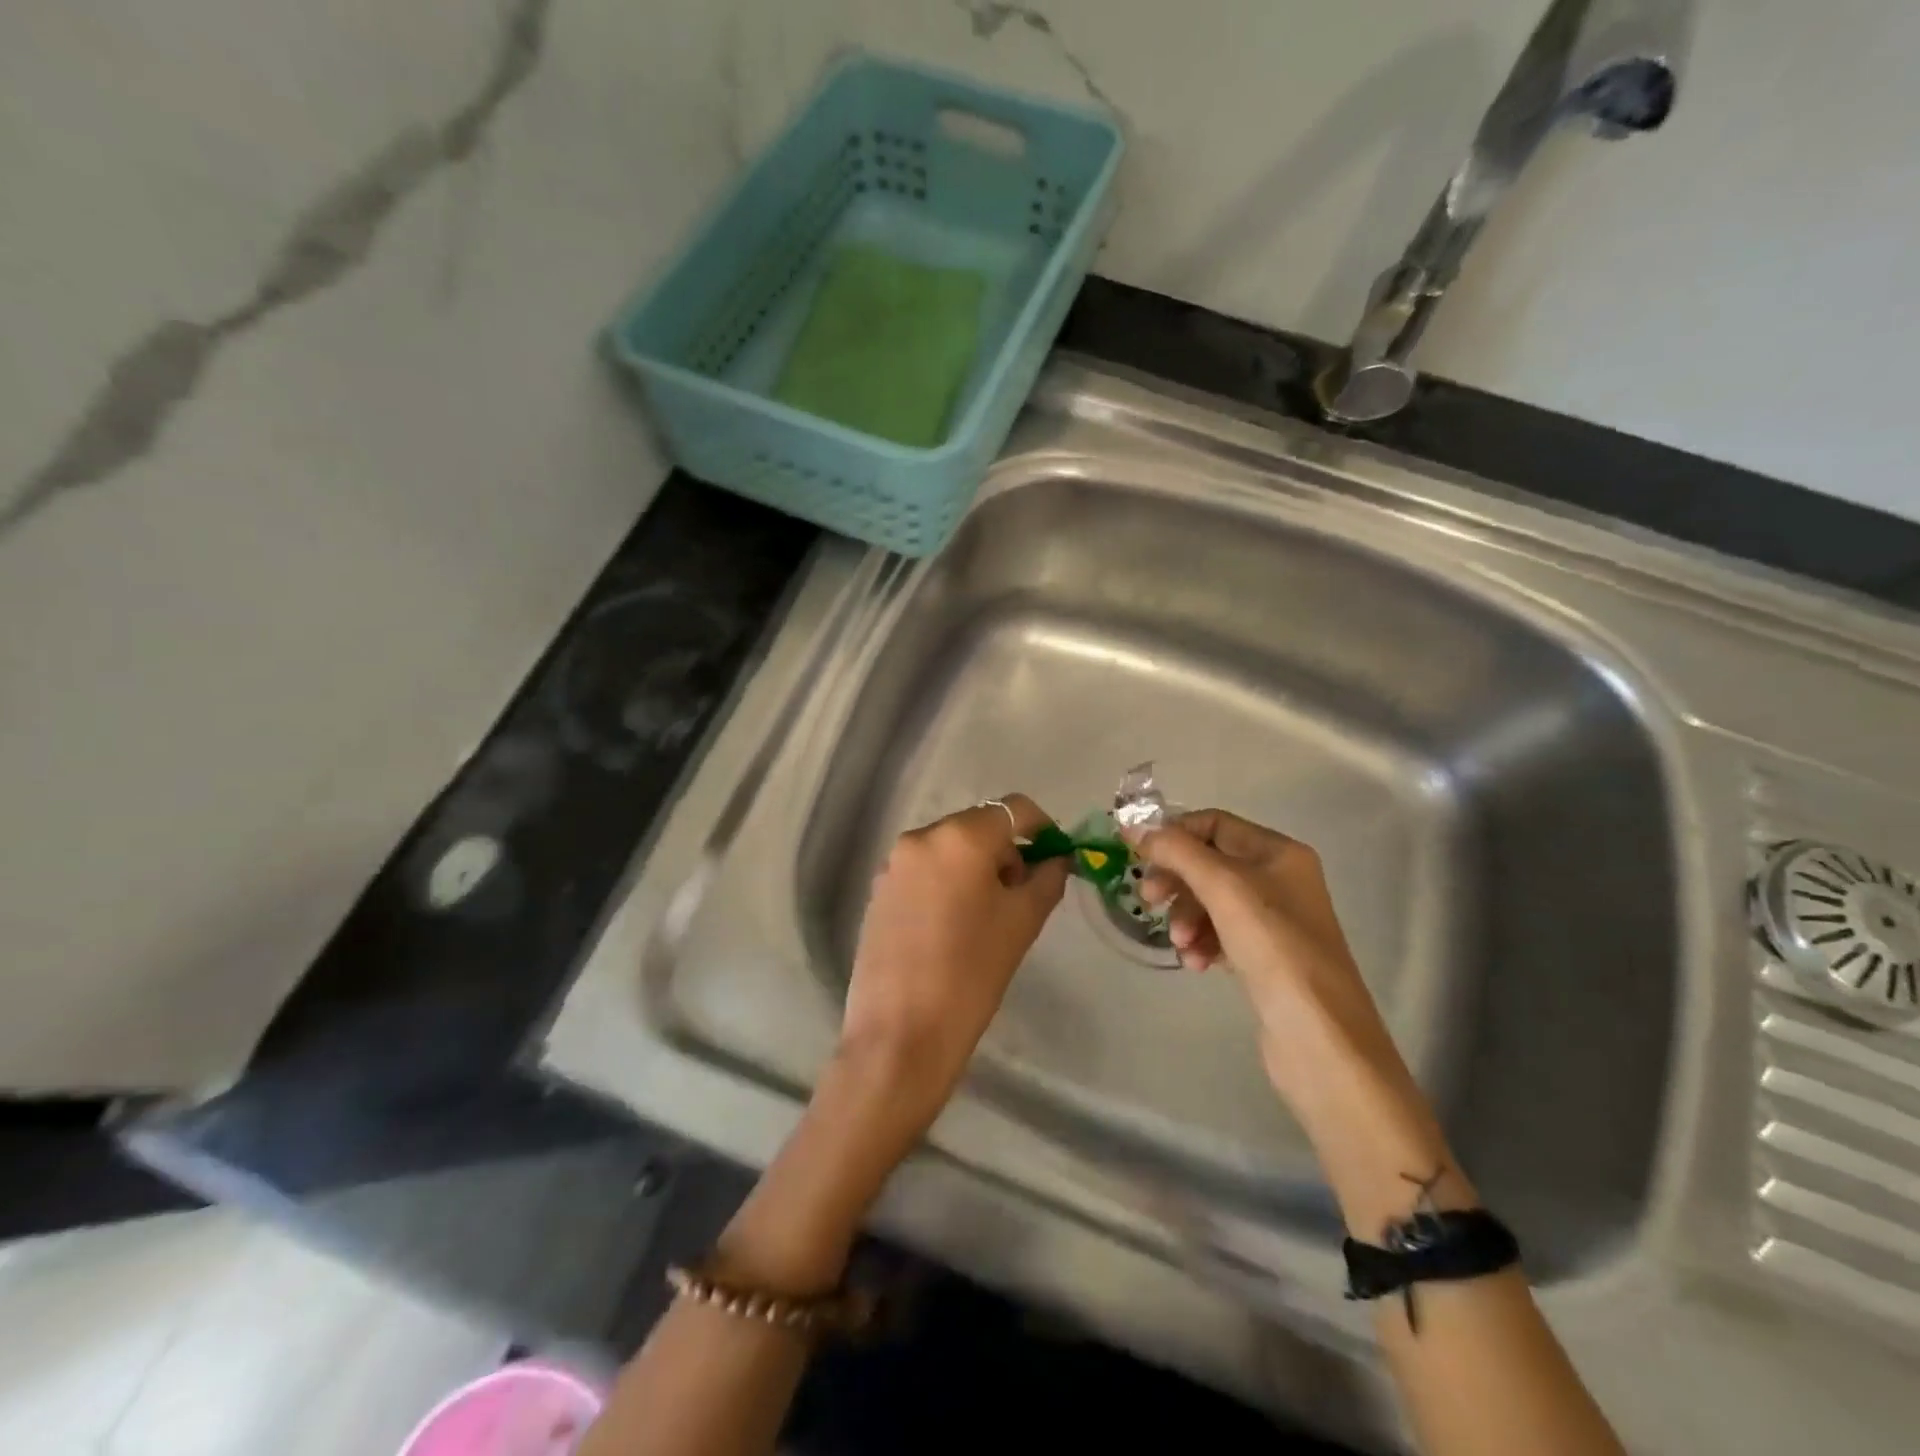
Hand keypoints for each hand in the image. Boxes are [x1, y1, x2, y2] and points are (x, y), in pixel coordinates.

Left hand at [838, 794, 1069, 1128]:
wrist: (901, 1033)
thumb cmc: (972, 974)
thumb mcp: (1022, 922)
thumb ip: (1046, 879)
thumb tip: (1056, 859)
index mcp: (961, 837)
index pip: (1014, 809)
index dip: (1042, 827)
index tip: (1054, 857)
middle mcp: (921, 837)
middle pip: (978, 826)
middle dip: (1006, 851)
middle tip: (1020, 895)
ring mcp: (894, 863)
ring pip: (950, 848)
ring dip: (976, 867)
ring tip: (985, 916)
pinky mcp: (879, 890)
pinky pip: (924, 870)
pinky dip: (947, 882)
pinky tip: (952, 926)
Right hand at [1131, 810, 1448, 1197]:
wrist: (1321, 1038)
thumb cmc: (1275, 949)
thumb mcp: (1223, 888)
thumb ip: (1178, 852)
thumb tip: (1137, 830)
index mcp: (1278, 853)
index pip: (1214, 824)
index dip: (1173, 834)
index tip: (1136, 855)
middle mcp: (1280, 879)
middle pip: (1209, 863)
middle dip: (1177, 880)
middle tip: (1149, 901)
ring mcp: (1275, 920)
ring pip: (1211, 901)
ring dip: (1187, 916)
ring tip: (1182, 945)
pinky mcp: (1266, 957)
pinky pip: (1221, 933)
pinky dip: (1203, 942)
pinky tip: (1198, 964)